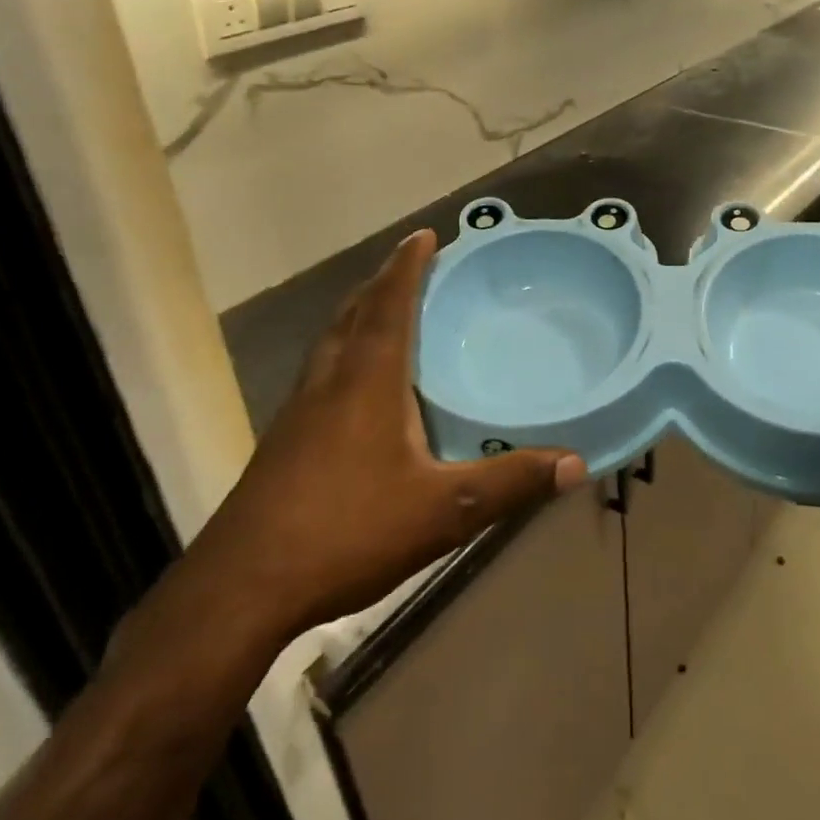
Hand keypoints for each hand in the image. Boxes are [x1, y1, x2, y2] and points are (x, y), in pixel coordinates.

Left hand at [186, 230, 586, 639]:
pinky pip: (322, 371)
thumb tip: (575, 463)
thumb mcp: (443, 512)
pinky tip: (358, 386)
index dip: (407, 264)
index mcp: (367, 379)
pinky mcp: (285, 440)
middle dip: (383, 282)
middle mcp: (329, 381)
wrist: (243, 585)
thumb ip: (510, 484)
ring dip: (360, 314)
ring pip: (332, 341)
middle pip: (354, 312)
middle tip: (412, 266)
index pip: (389, 303)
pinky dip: (345, 352)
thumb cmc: (348, 532)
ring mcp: (299, 410)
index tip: (425, 234)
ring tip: (387, 312)